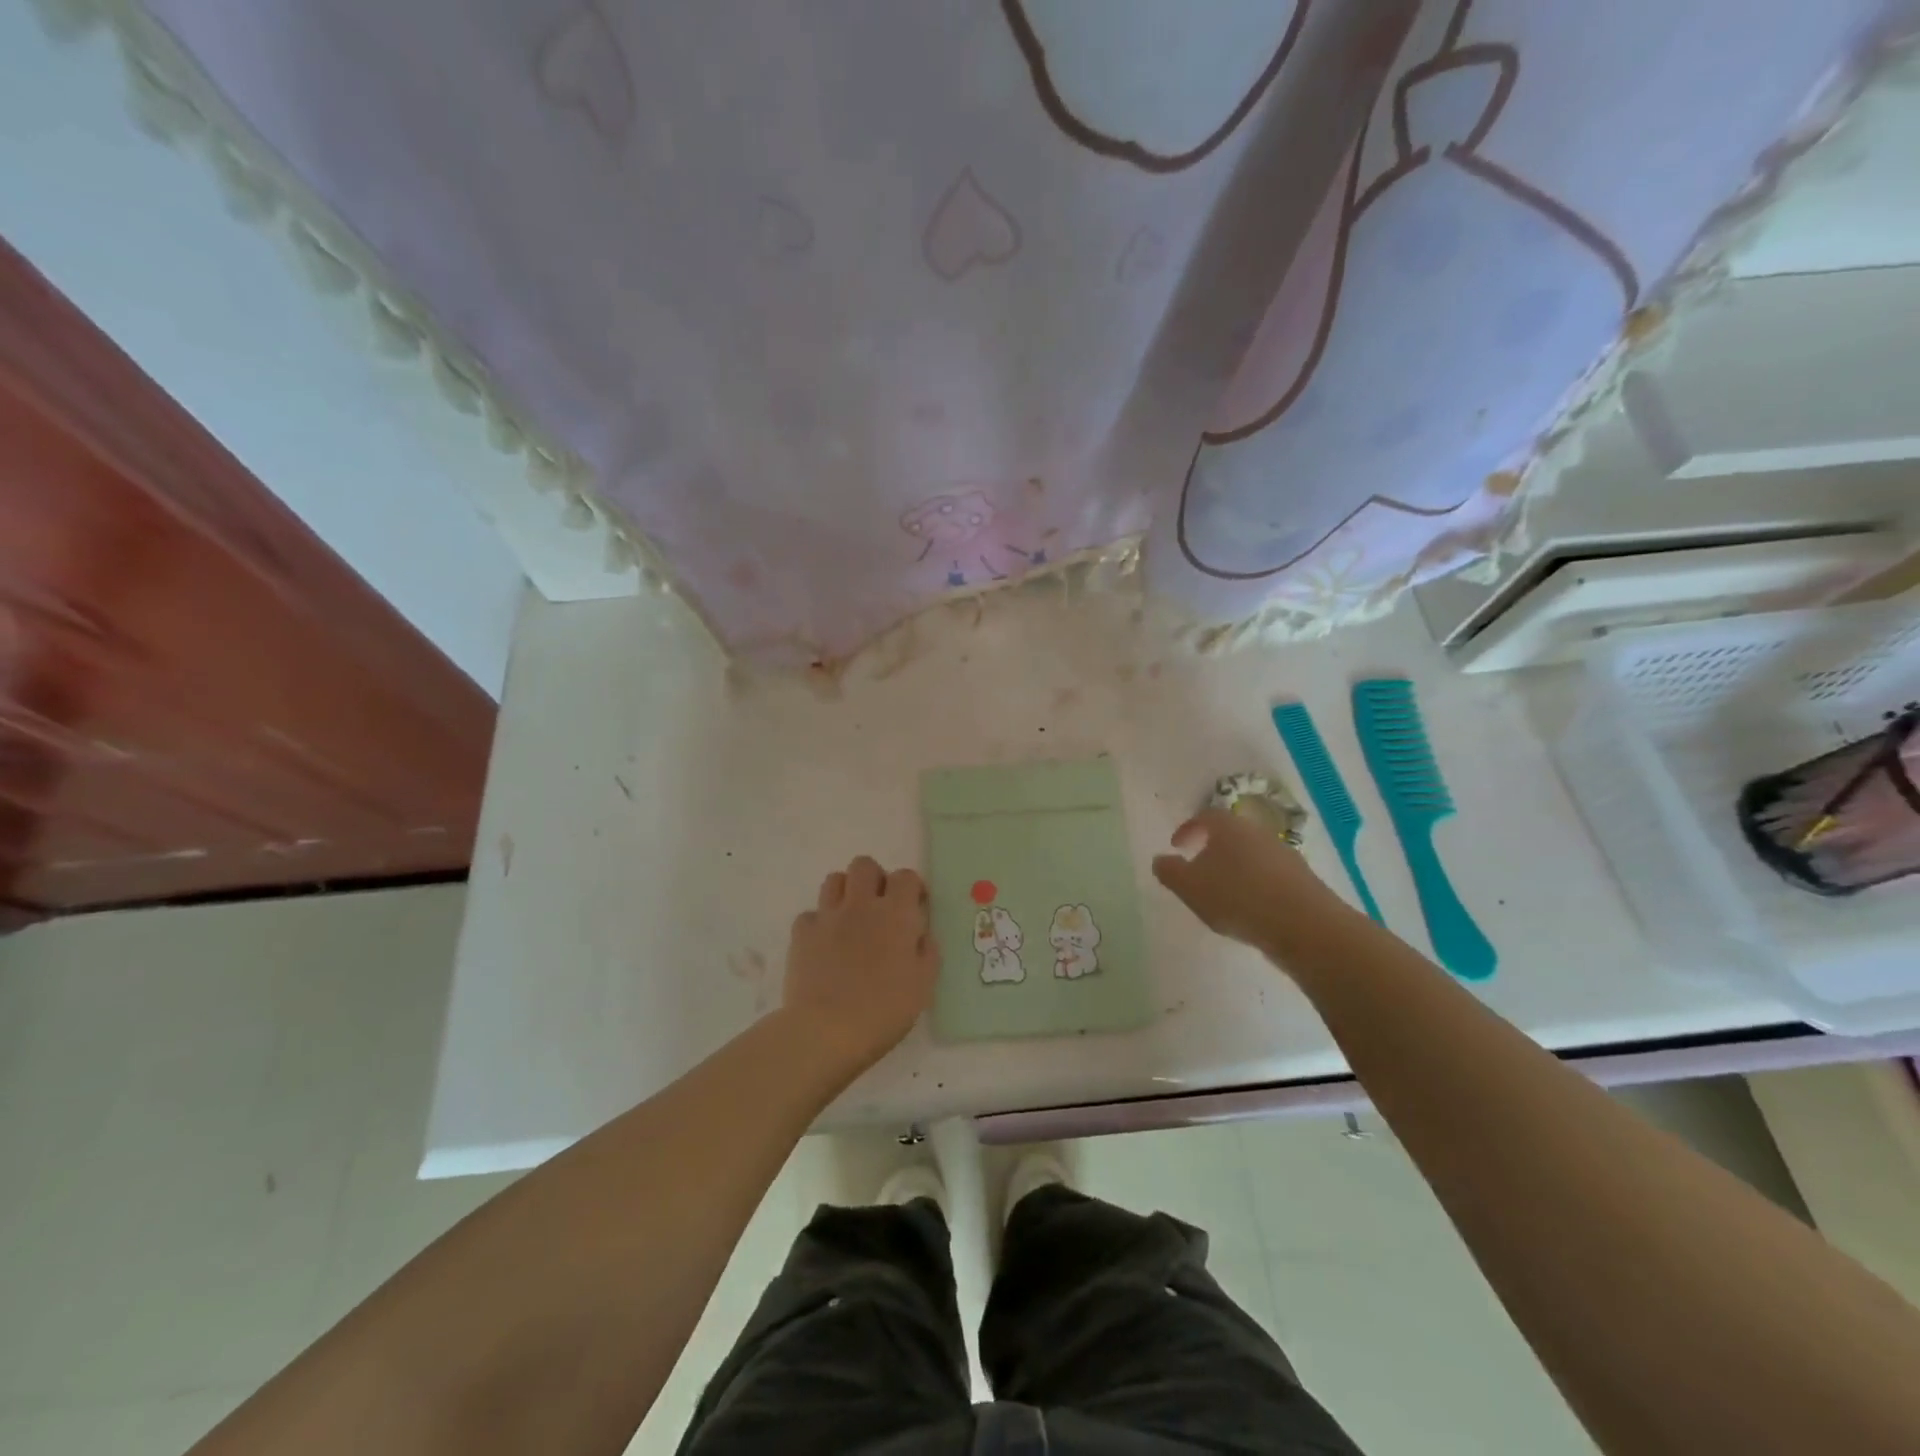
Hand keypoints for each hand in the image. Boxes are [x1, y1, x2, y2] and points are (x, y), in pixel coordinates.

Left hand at [783, 856, 937, 1069]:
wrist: (827, 1030)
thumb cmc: (884, 1010)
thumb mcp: (923, 985)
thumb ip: (927, 952)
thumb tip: (921, 935)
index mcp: (896, 914)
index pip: (905, 876)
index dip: (911, 887)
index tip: (915, 905)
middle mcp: (861, 905)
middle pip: (864, 865)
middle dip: (874, 879)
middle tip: (880, 906)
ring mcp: (828, 916)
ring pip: (834, 879)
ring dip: (845, 892)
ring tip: (851, 919)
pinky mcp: (801, 934)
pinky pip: (810, 914)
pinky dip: (819, 924)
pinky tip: (824, 945)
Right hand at [1152, 808, 1343, 957]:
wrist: (1304, 925)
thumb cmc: (1237, 898)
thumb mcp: (1190, 887)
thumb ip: (1170, 872)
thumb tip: (1160, 859)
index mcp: (1229, 827)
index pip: (1204, 817)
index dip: (1188, 829)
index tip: (1176, 846)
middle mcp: (1257, 833)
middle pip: (1230, 834)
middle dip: (1211, 849)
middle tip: (1197, 868)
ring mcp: (1284, 855)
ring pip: (1251, 855)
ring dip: (1234, 868)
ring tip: (1221, 894)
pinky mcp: (1301, 879)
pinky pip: (1269, 875)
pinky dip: (1254, 885)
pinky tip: (1248, 909)